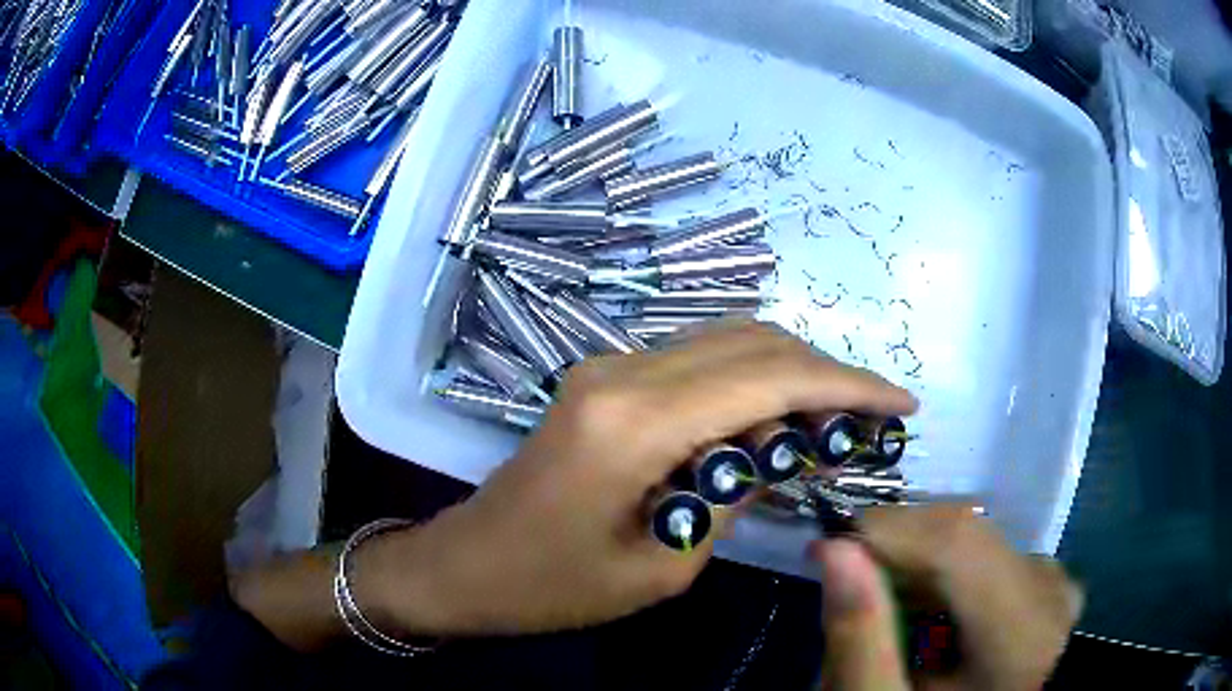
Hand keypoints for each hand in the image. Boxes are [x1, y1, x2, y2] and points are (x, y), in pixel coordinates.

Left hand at [360, 321, 917, 636]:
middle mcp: (623, 370)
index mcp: (635, 421)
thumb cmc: (554, 585)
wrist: (468, 563)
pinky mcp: (604, 378)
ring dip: (790, 375)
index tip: (901, 404)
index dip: (848, 386)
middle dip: (826, 373)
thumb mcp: (664, 564)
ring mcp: (609, 366)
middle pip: (755, 342)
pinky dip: (748, 382)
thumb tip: (785, 448)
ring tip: (832, 424)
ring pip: (728, 342)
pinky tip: (771, 424)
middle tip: (872, 416)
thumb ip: (734, 494)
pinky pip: (696, 362)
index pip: (771, 377)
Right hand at [813, 505, 1082, 690]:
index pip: (956, 543)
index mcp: (1022, 631)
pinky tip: (927, 613)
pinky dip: (946, 575)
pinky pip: (990, 557)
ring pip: (975, 544)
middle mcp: (1049, 590)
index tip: (824, 548)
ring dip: (919, 564)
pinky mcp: (1048, 583)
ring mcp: (1053, 582)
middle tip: (844, 585)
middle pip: (965, 538)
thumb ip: (861, 640)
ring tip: (884, 607)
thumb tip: (834, 550)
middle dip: (896, 550)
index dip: (887, 531)